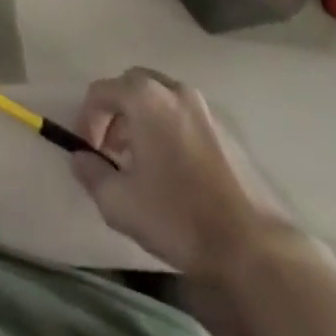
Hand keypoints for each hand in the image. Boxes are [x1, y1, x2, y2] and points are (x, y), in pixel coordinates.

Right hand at [70, 67, 283, 274]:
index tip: (87, 151)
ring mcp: (205, 109)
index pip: (100, 92)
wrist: (256, 248)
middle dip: (116, 114)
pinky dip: (171, 131)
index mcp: (145, 97)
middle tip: (112, 150)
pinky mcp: (228, 132)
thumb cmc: (179, 216)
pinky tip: (175, 171)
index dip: (86, 119)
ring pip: (161, 101)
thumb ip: (90, 173)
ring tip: (142, 163)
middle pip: (132, 87)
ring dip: (144, 121)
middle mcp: (174, 90)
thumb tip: (80, 158)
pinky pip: (186, 118)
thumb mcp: (119, 202)